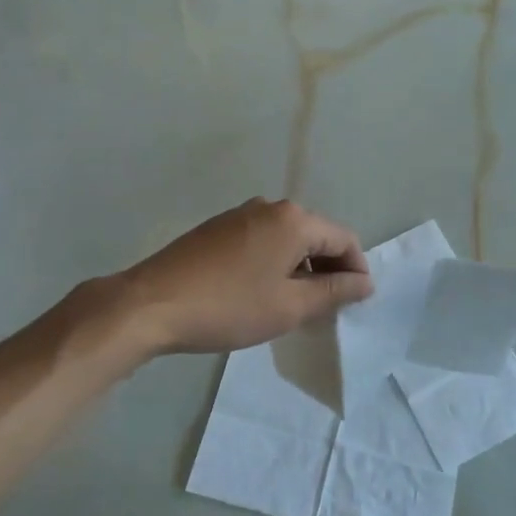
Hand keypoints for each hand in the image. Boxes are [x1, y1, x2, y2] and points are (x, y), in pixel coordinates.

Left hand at [119, 198, 373, 353]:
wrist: (151, 304)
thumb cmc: (229, 306)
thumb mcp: (289, 306)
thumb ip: (333, 292)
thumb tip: (365, 282)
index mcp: (294, 219)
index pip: (344, 239)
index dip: (357, 271)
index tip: (356, 303)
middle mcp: (269, 206)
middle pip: (316, 235)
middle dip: (328, 270)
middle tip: (328, 309)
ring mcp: (239, 214)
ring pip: (287, 239)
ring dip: (300, 268)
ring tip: (296, 305)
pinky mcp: (217, 228)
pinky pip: (262, 241)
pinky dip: (274, 263)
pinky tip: (262, 292)